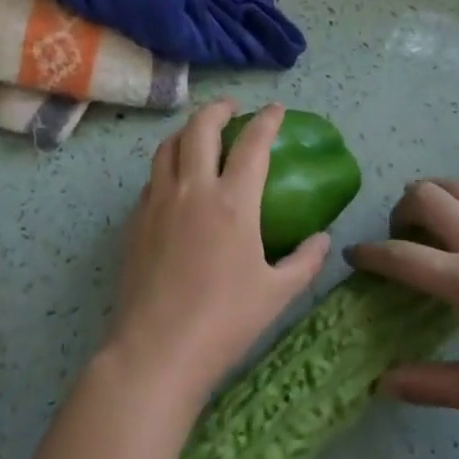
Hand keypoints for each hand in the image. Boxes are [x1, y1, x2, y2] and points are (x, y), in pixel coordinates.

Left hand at [104, 101, 330, 406]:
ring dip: (188, 131)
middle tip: (232, 110)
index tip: (275, 109)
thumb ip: (304, 261)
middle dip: (218, 109)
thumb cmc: (223, 322)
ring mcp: (159, 200)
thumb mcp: (276, 294)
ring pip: (169, 145)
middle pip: (201, 127)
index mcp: (233, 202)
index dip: (267, 120)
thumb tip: (323, 238)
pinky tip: (175, 181)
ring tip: (200, 135)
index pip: (252, 144)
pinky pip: (152, 176)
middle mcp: (193, 189)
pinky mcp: (136, 218)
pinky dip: (168, 165)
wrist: (156, 350)